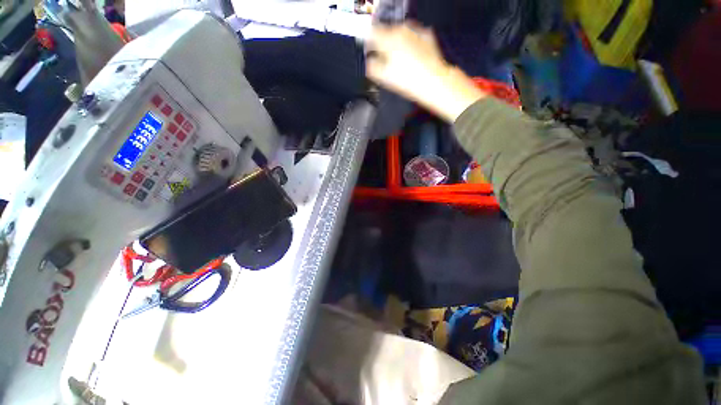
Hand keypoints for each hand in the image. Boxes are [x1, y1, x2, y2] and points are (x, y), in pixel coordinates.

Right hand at [366, 23, 485, 121]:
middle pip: (386, 33)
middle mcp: (401, 30)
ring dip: (397, 43)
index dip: (368, 43)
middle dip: (383, 45)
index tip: (368, 50)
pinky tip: (412, 56)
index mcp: (388, 39)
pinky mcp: (426, 36)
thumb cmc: (408, 81)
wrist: (434, 81)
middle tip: (385, 60)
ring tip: (400, 61)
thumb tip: (369, 61)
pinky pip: (413, 37)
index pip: (371, 34)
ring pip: (400, 34)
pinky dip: (410, 43)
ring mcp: (415, 31)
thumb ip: (372, 66)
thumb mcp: (384, 77)